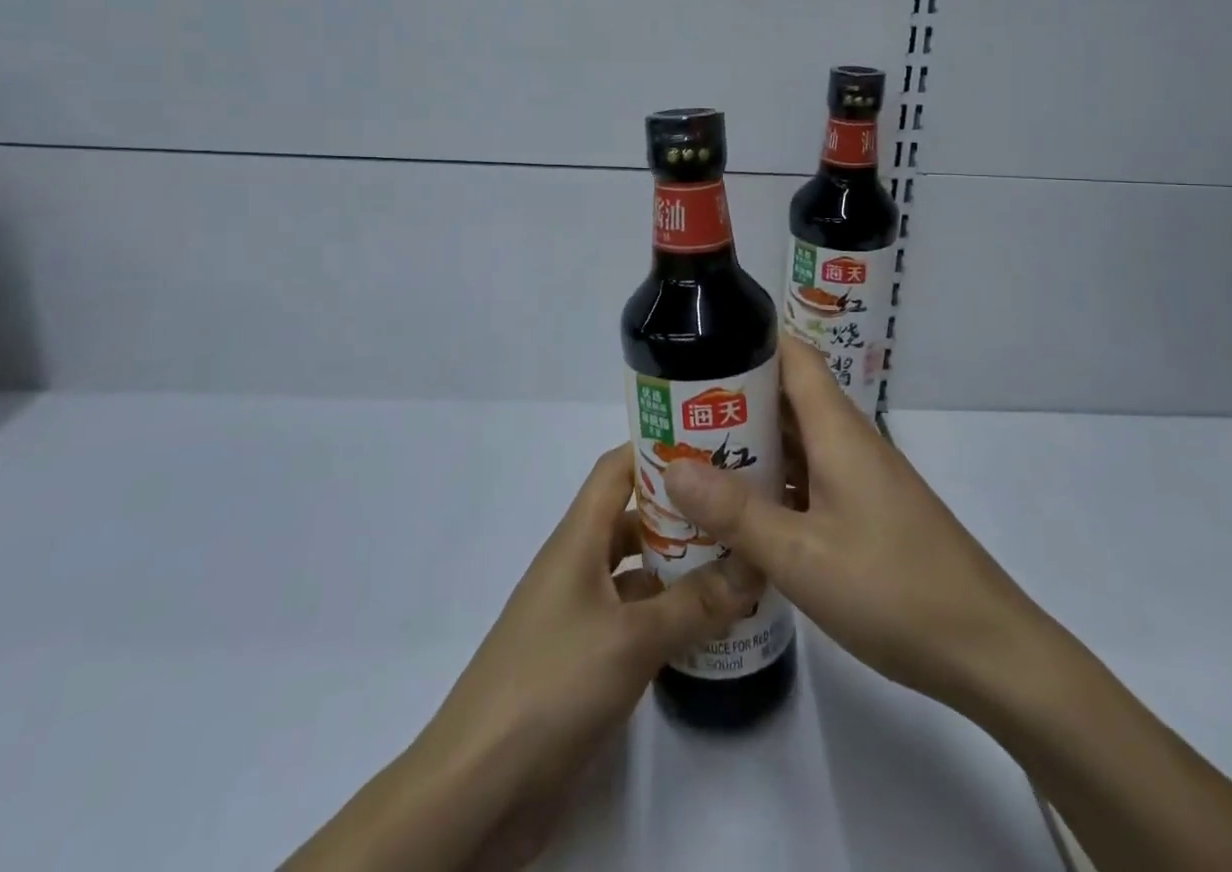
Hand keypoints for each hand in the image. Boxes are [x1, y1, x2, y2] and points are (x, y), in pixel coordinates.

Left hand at [283, 447, 757, 871]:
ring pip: (638, 571)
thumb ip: (695, 603)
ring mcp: (581, 614)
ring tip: (740, 562)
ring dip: (681, 566)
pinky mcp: (586, 660)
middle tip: (740, 507)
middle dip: (683, 510)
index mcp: (578, 539)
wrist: (477, 788)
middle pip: (633, 518)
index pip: (617, 468)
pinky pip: (637, 619)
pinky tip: (711, 625)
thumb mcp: (632, 639)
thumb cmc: (551, 684)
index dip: (657, 447)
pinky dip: (670, 615)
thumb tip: (753, 565)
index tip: (711, 442)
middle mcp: (578, 566)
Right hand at [664, 334, 1056, 718]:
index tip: (698, 344)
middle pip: (788, 397)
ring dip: (751, 444)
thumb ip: (736, 512)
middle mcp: (849, 442)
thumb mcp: (801, 555)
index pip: (792, 356)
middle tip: (674, 411)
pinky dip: (775, 483)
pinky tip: (742, 513)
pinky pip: (811, 479)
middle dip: (733, 398)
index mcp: (837, 430)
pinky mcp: (867, 513)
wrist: (987, 650)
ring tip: (693, 457)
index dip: (748, 339)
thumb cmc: (893, 588)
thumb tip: (671, 466)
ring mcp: (861, 479)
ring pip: (798, 441)